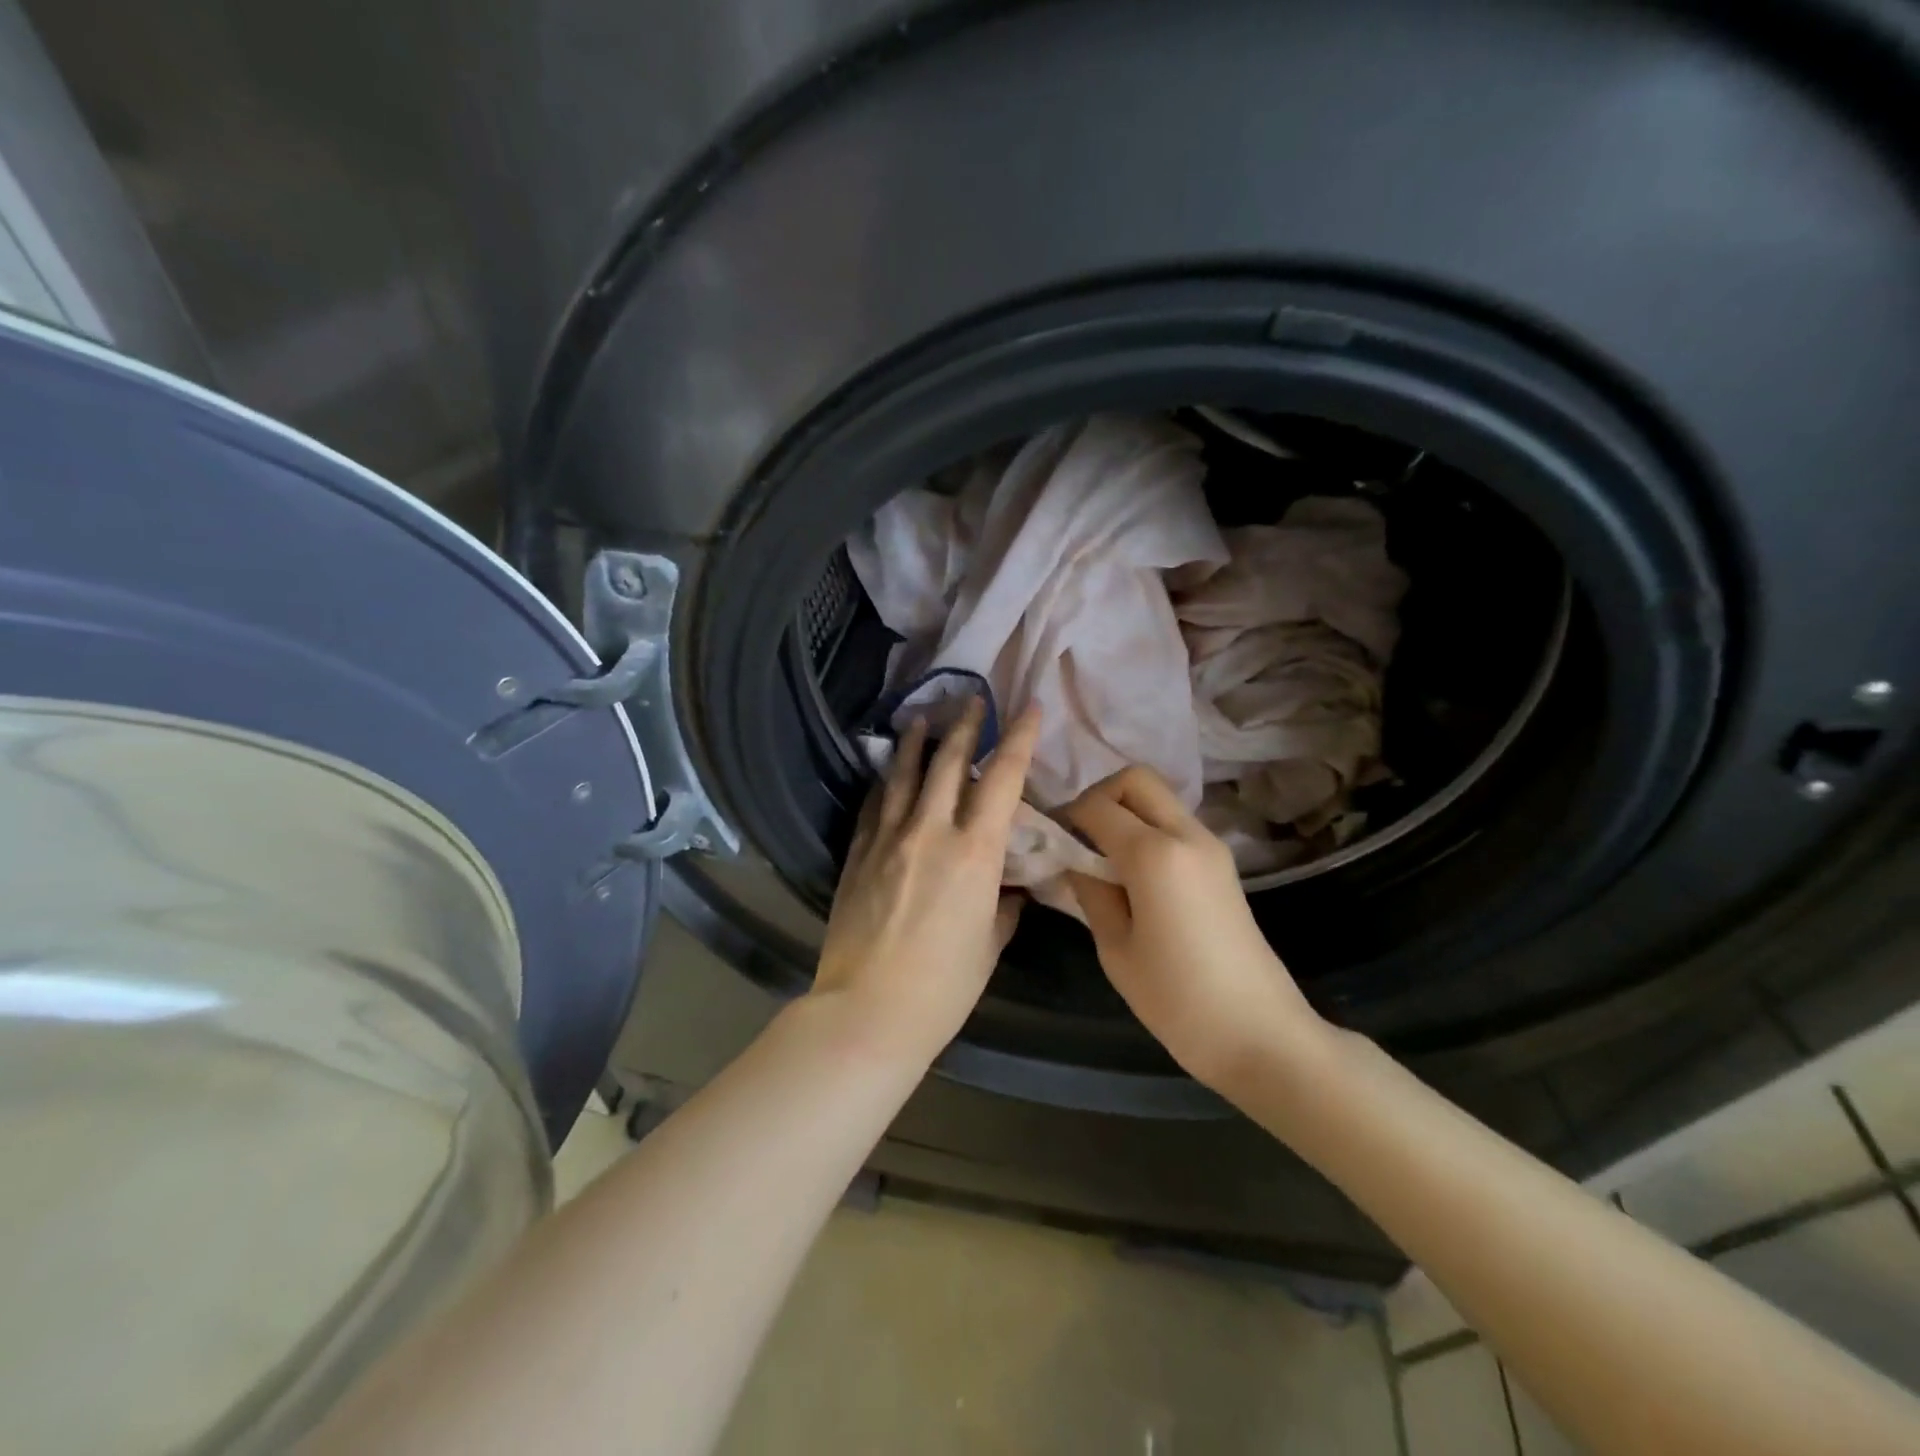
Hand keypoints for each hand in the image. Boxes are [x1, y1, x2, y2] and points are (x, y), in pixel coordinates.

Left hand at [812, 698, 1040, 1064]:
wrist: (868, 1010)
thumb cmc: (943, 987)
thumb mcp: (989, 946)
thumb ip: (1002, 908)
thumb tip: (1006, 891)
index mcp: (975, 853)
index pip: (1002, 779)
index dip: (1019, 738)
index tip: (1028, 707)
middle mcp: (931, 831)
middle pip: (948, 763)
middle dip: (964, 725)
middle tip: (971, 698)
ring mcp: (888, 839)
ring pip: (903, 774)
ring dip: (915, 742)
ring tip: (922, 717)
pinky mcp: (857, 853)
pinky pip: (874, 805)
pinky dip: (884, 782)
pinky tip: (886, 771)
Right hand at [1063, 766, 1327, 1089]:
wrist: (1260, 1034)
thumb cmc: (1177, 999)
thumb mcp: (1116, 948)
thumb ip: (1090, 891)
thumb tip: (1073, 859)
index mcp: (1154, 853)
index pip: (1097, 805)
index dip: (1066, 816)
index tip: (1051, 842)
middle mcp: (1186, 834)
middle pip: (1136, 779)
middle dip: (1099, 796)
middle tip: (1080, 838)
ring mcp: (1211, 845)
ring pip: (1158, 797)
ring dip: (1125, 811)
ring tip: (1103, 858)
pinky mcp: (1222, 863)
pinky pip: (1175, 823)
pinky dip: (1147, 829)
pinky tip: (1133, 873)